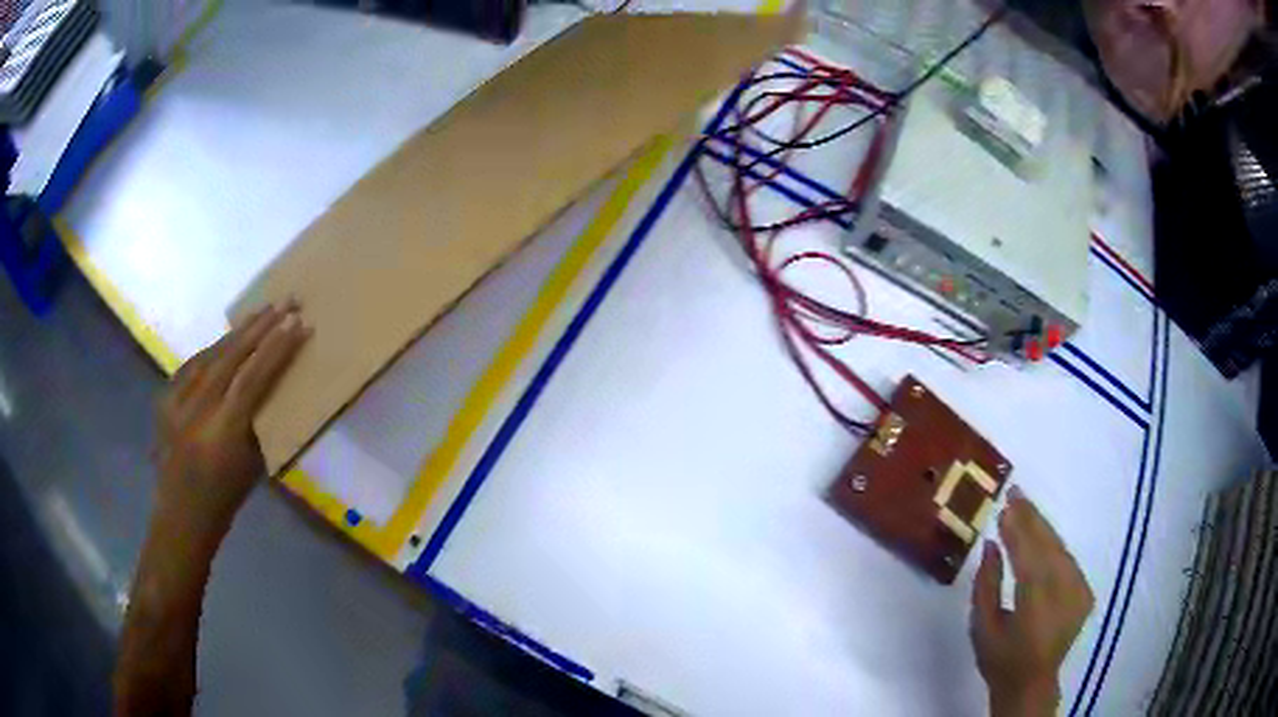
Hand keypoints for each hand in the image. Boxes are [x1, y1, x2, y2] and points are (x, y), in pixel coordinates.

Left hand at [154, 301, 310, 540]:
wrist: (181, 514)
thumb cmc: (225, 499)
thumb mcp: (252, 465)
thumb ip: (259, 420)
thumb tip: (274, 383)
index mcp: (223, 434)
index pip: (253, 379)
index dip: (276, 349)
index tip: (298, 324)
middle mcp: (196, 411)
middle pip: (230, 357)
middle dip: (260, 327)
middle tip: (285, 302)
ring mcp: (175, 402)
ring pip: (211, 354)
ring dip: (238, 333)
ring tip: (262, 313)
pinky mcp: (164, 398)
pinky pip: (193, 365)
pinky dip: (214, 350)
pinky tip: (228, 340)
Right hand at [971, 486, 1094, 716]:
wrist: (1032, 682)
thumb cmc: (1000, 658)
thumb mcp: (982, 627)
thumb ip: (986, 585)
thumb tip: (990, 545)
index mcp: (1035, 604)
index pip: (1028, 555)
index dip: (1016, 530)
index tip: (1004, 507)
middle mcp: (1063, 592)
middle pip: (1048, 545)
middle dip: (1032, 518)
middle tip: (1016, 493)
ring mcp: (1078, 591)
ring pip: (1060, 549)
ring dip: (1043, 527)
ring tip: (1026, 507)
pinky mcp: (1085, 592)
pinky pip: (1067, 560)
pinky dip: (1054, 544)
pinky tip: (1042, 535)